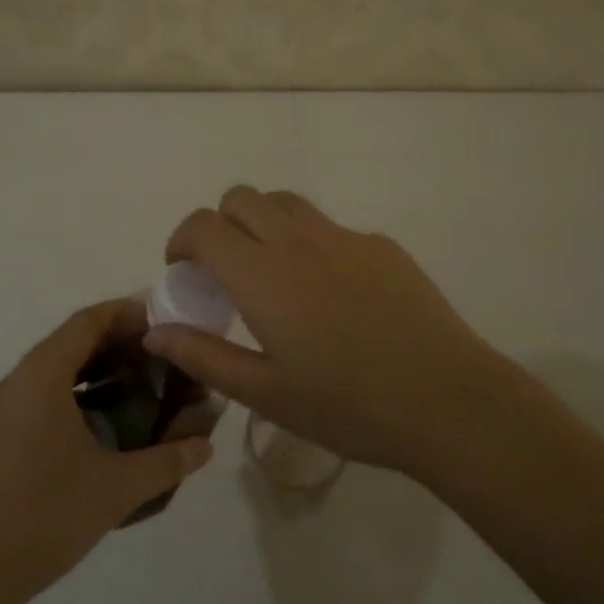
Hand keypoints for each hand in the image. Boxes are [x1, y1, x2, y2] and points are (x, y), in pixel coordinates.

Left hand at [0, 299, 213, 603]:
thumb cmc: (44, 518)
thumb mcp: (115, 490)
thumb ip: (166, 462)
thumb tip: (206, 446)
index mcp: (41, 376)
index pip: (88, 321)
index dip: (127, 313)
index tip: (164, 319)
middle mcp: (17, 380)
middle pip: (71, 339)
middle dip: (116, 340)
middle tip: (161, 352)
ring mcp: (2, 408)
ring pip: (54, 367)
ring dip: (94, 366)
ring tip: (139, 380)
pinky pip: (40, 391)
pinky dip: (74, 389)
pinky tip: (102, 419)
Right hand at [142, 187, 520, 477]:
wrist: (447, 400)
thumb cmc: (348, 405)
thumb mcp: (265, 393)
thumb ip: (204, 356)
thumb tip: (156, 332)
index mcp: (262, 274)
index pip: (204, 225)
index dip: (182, 240)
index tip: (183, 271)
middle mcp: (298, 240)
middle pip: (241, 198)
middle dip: (220, 224)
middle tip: (226, 271)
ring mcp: (344, 237)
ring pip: (287, 203)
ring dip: (264, 223)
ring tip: (274, 273)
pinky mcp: (382, 245)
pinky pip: (332, 229)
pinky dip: (313, 245)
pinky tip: (336, 297)